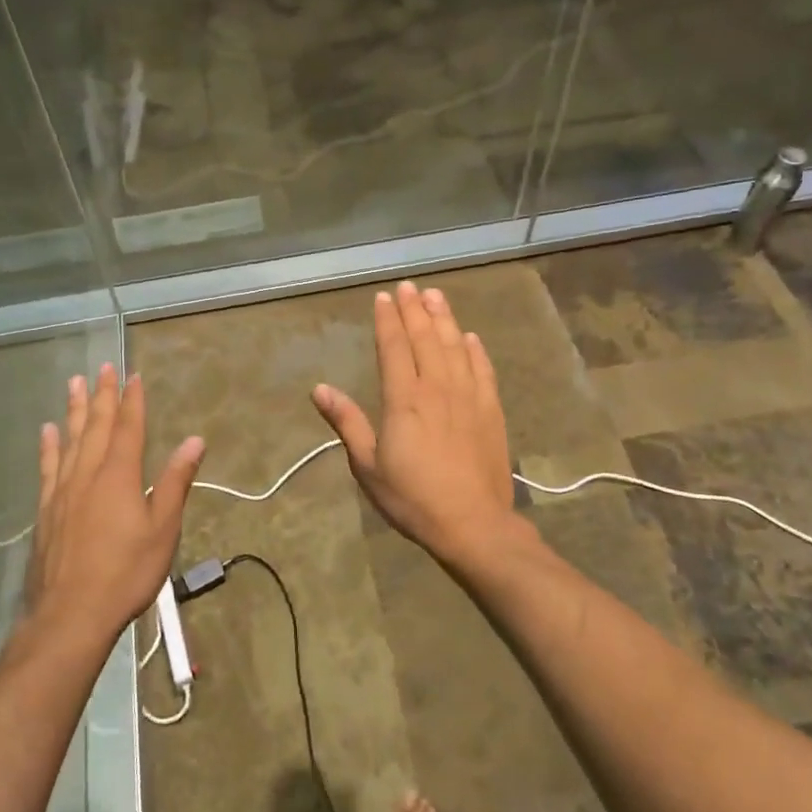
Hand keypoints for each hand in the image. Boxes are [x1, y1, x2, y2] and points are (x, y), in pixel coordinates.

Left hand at [26, 365, 205, 647]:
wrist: (71, 614)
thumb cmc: (126, 572)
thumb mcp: (163, 529)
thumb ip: (175, 482)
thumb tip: (194, 441)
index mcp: (119, 475)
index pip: (129, 428)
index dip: (133, 400)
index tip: (133, 375)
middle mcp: (88, 473)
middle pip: (97, 426)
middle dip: (103, 395)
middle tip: (103, 367)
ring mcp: (62, 491)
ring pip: (70, 439)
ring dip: (75, 410)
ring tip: (75, 383)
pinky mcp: (45, 510)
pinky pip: (48, 467)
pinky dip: (49, 446)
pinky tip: (47, 431)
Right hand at [312, 282, 519, 561]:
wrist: (473, 525)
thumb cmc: (412, 498)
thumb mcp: (368, 466)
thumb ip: (346, 422)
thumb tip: (319, 389)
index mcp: (404, 399)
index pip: (393, 347)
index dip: (387, 320)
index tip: (384, 297)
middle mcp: (437, 388)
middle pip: (425, 338)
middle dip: (414, 310)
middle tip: (408, 286)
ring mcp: (468, 397)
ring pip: (455, 346)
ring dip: (444, 319)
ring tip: (435, 296)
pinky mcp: (491, 411)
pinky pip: (483, 370)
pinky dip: (475, 350)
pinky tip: (470, 338)